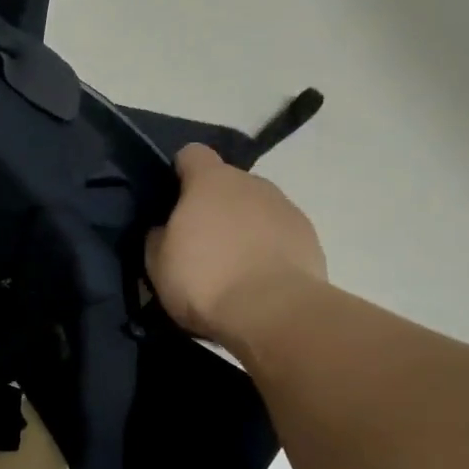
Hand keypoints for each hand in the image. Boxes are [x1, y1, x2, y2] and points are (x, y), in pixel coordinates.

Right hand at [145, 144, 327, 348]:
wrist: (274, 313)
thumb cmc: (206, 280)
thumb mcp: (158, 263)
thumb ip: (159, 236)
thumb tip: (166, 229)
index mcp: (211, 181)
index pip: (192, 154)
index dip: (180, 172)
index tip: (172, 200)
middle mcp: (251, 183)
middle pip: (227, 183)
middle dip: (214, 205)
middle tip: (200, 243)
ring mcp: (285, 207)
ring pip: (256, 208)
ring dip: (244, 226)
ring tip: (234, 266)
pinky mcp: (309, 236)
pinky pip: (280, 233)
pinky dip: (269, 247)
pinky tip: (260, 278)